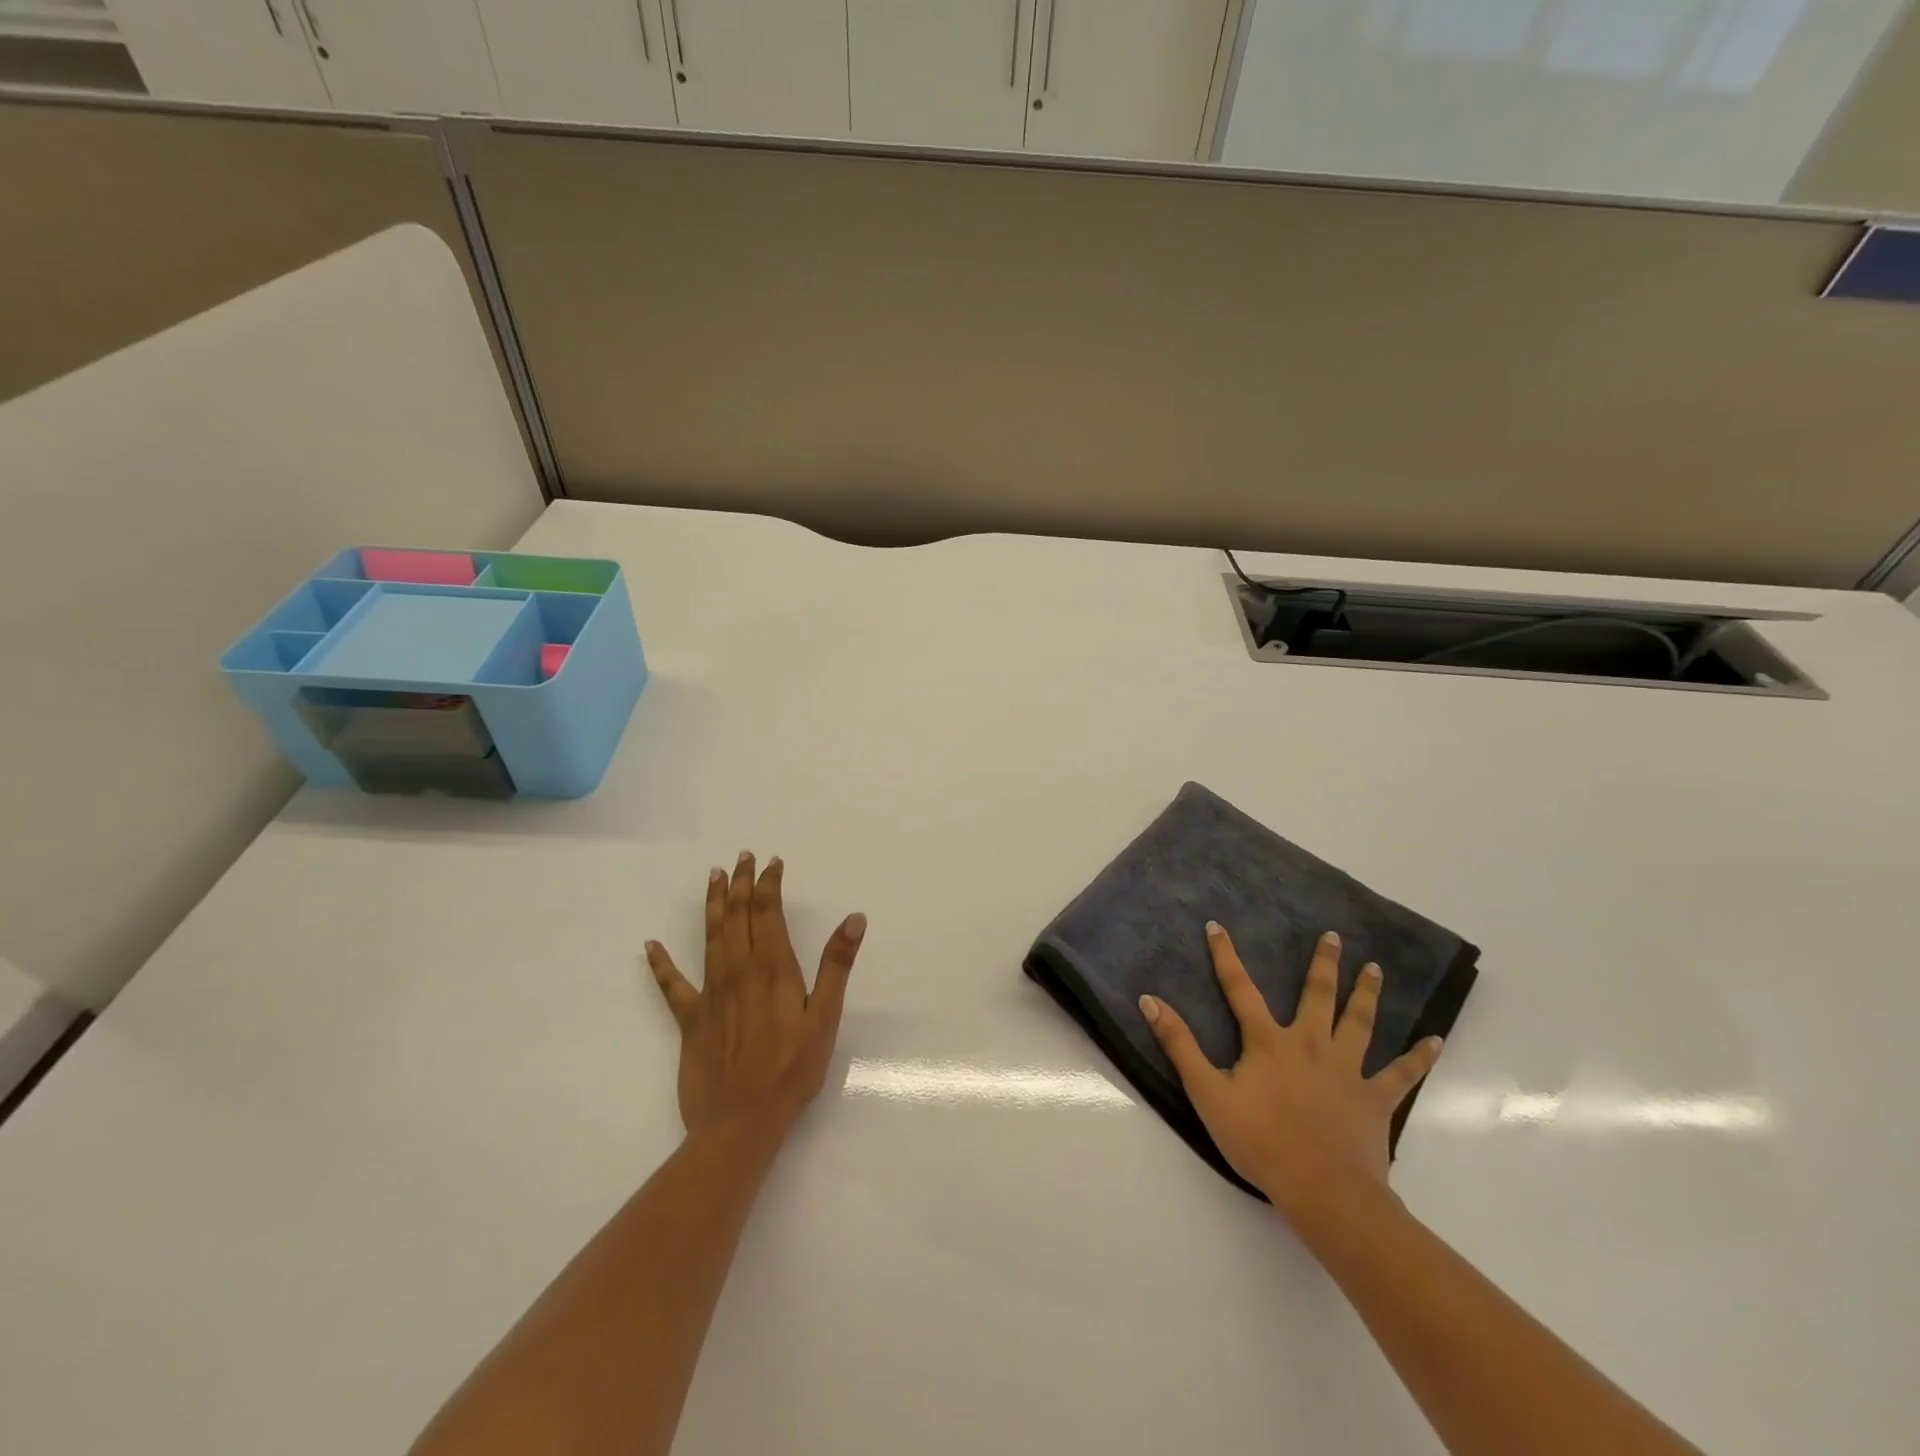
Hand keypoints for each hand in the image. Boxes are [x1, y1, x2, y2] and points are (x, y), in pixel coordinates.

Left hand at [645, 852, 865, 1139]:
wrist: (741, 1122)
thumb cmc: (792, 1070)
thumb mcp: (825, 1017)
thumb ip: (837, 965)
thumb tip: (854, 918)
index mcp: (772, 968)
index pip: (768, 912)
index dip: (769, 884)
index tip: (772, 862)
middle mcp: (738, 971)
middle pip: (738, 916)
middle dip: (742, 884)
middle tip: (742, 857)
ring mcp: (711, 993)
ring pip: (710, 937)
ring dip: (714, 904)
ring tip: (714, 877)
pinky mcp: (691, 1020)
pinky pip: (672, 986)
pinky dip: (660, 965)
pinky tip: (649, 946)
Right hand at [1138, 924, 1441, 1217]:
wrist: (1323, 1191)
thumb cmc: (1259, 1141)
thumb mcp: (1207, 1093)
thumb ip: (1179, 1045)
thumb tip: (1150, 1001)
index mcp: (1268, 1041)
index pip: (1240, 989)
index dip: (1225, 956)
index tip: (1217, 927)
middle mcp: (1310, 1044)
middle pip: (1316, 995)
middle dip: (1323, 963)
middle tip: (1333, 936)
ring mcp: (1347, 1070)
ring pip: (1359, 1022)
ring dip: (1366, 993)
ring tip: (1374, 969)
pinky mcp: (1375, 1099)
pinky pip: (1402, 1074)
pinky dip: (1419, 1057)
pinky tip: (1435, 1040)